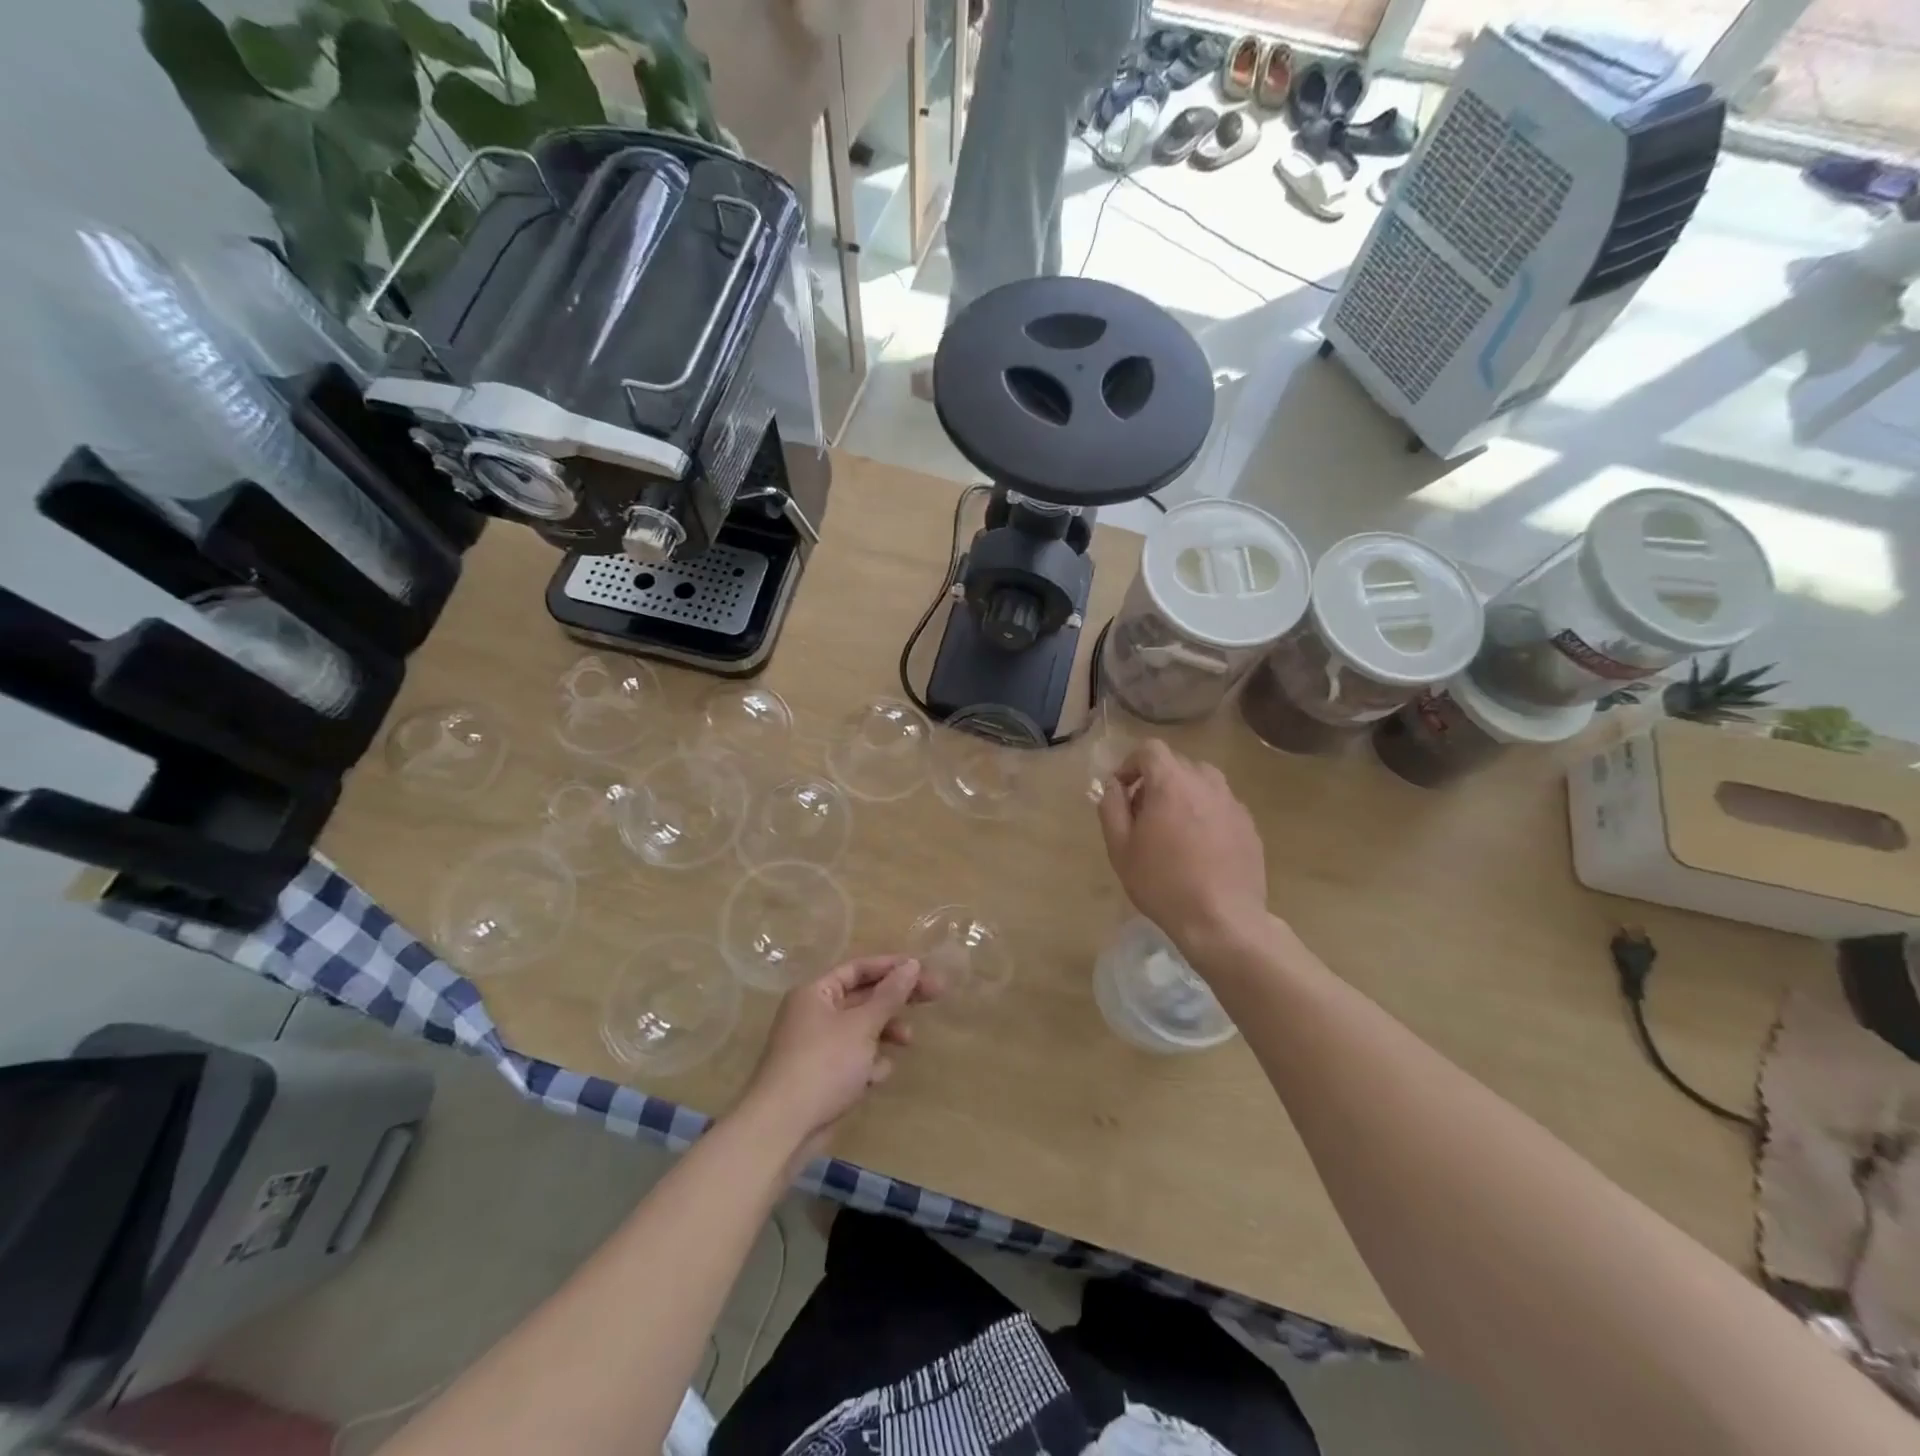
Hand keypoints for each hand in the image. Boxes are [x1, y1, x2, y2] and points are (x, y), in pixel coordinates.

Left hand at [738, 955, 937, 1160]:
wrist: (782, 1129)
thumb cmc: (823, 1065)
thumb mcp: (862, 1026)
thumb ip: (889, 995)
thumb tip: (912, 965)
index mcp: (816, 993)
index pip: (858, 969)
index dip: (892, 967)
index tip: (923, 969)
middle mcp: (814, 1014)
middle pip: (863, 998)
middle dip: (896, 1001)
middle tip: (935, 995)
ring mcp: (817, 1047)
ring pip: (861, 1030)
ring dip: (884, 1034)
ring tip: (907, 1042)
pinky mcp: (822, 1077)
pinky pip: (853, 1060)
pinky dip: (867, 1065)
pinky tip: (874, 1079)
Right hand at [1097, 739, 1269, 953]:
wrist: (1222, 920)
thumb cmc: (1162, 883)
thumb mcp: (1120, 848)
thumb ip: (1111, 807)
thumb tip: (1114, 786)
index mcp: (1172, 783)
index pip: (1150, 750)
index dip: (1130, 764)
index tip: (1121, 791)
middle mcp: (1206, 783)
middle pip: (1177, 764)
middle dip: (1155, 781)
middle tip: (1143, 815)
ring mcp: (1233, 803)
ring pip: (1202, 783)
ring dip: (1182, 795)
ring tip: (1173, 830)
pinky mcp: (1249, 826)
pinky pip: (1221, 806)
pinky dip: (1205, 814)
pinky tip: (1200, 849)